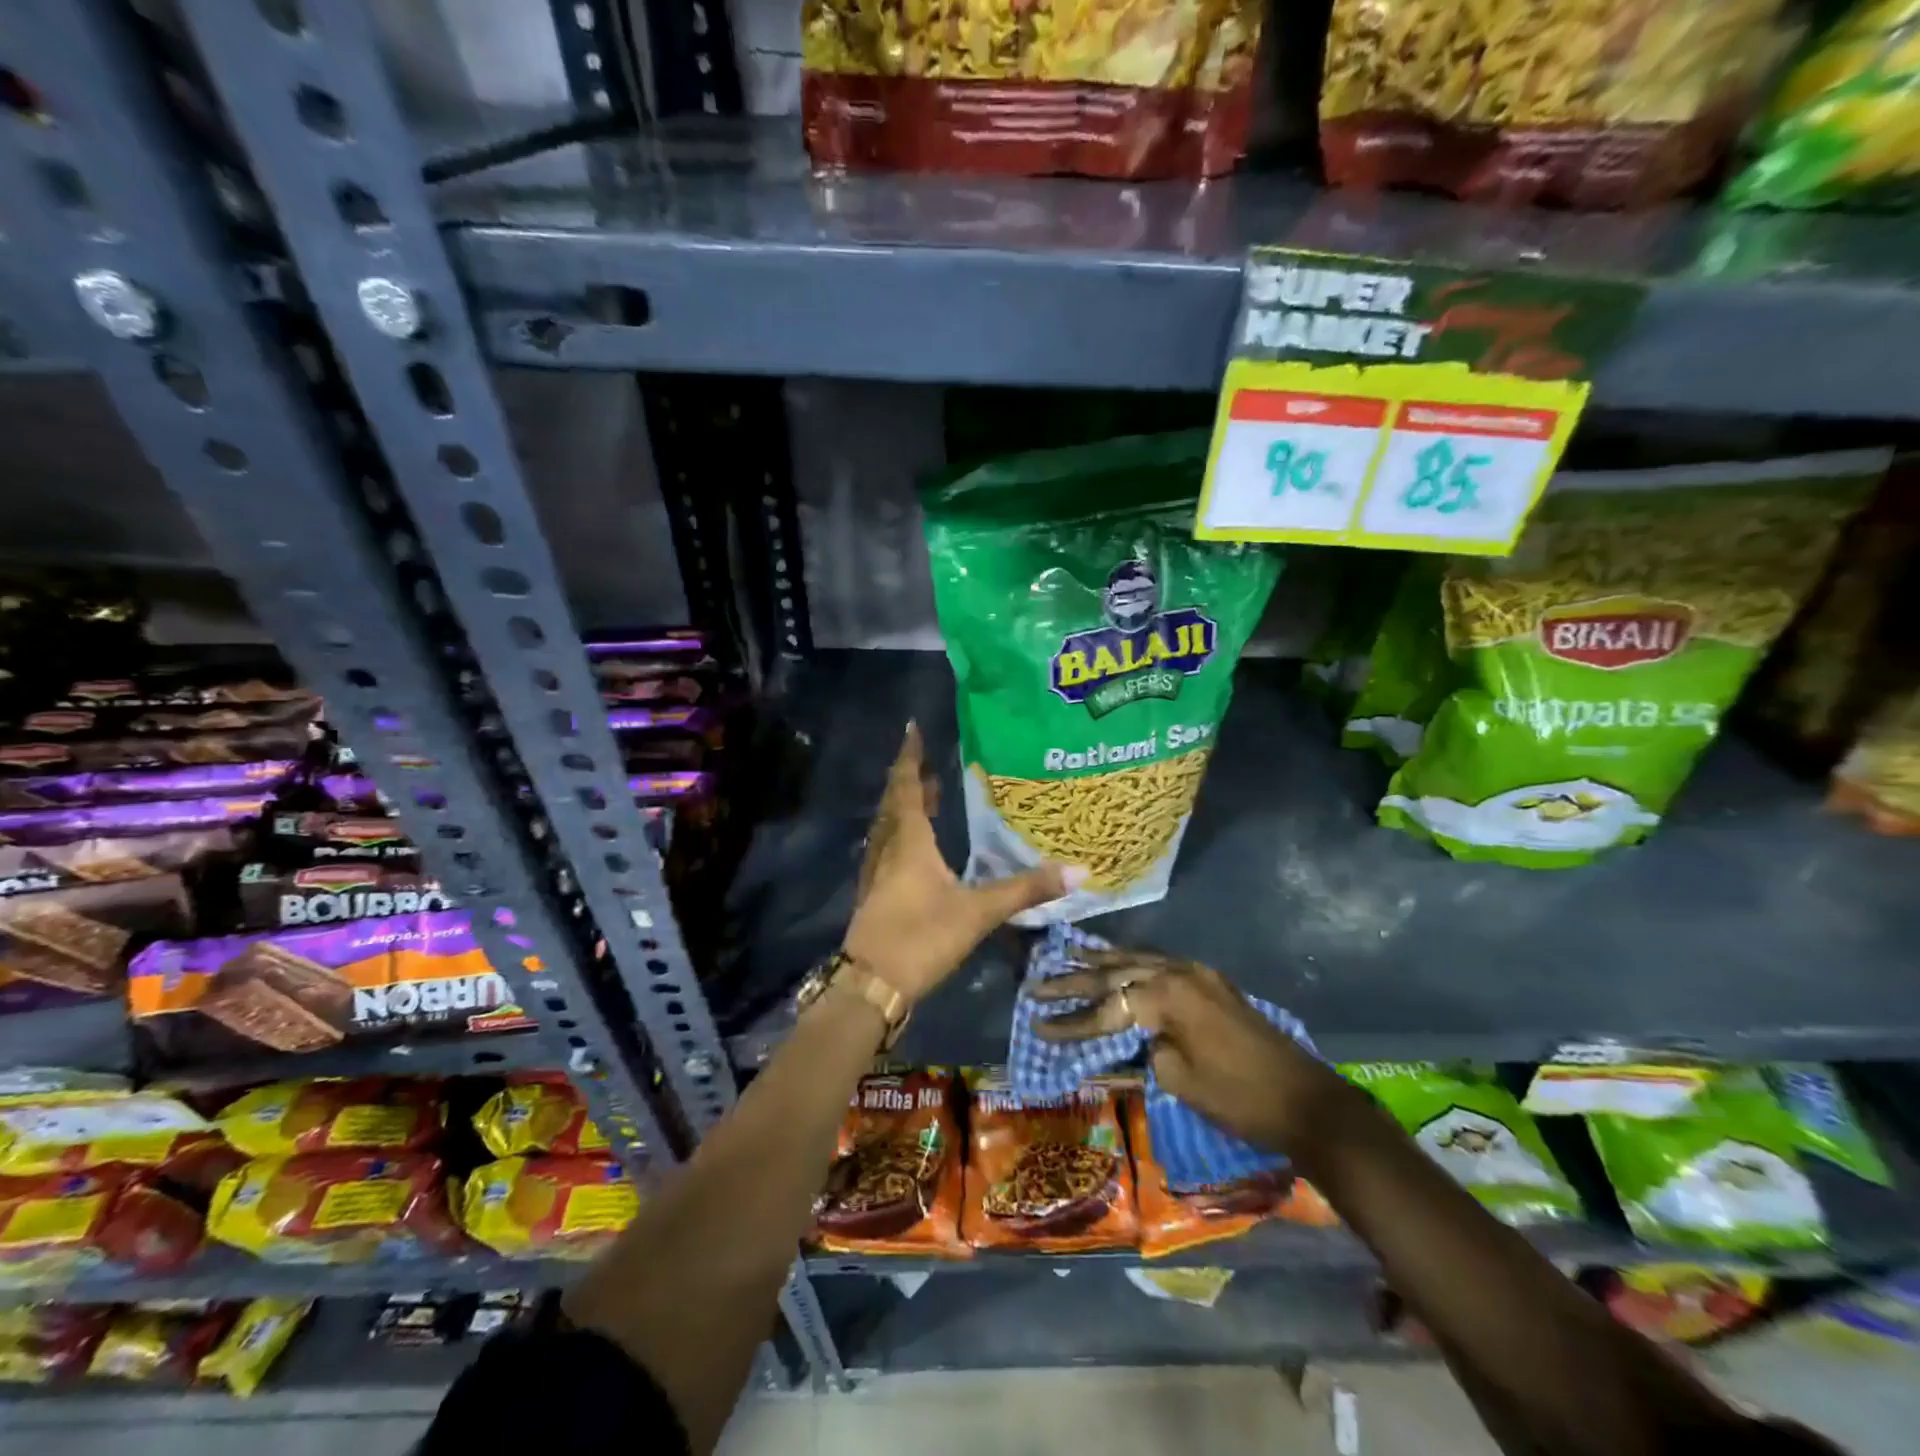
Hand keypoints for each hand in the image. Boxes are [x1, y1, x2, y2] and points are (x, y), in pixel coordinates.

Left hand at [842, 722, 1082, 1005]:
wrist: (872, 986)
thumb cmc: (922, 938)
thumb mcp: (978, 913)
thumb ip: (1026, 890)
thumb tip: (1079, 871)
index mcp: (909, 842)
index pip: (907, 787)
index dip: (910, 757)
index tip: (912, 728)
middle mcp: (887, 850)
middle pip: (894, 804)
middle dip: (909, 779)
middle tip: (927, 763)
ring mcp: (875, 874)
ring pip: (887, 827)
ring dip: (903, 806)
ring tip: (925, 796)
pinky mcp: (873, 896)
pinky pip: (885, 850)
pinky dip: (899, 834)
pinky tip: (911, 849)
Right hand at [1030, 950, 1329, 1154]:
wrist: (1306, 1100)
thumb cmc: (1239, 1097)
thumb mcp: (1179, 1079)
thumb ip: (1145, 1048)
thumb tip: (1133, 1034)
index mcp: (1168, 995)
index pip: (1106, 1006)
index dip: (1071, 1020)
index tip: (1037, 1024)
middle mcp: (1179, 971)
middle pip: (1115, 972)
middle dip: (1074, 981)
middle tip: (1037, 982)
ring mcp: (1197, 972)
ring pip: (1136, 959)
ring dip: (1101, 962)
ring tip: (1065, 956)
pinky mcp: (1210, 982)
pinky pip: (1158, 963)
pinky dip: (1130, 964)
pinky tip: (1114, 962)